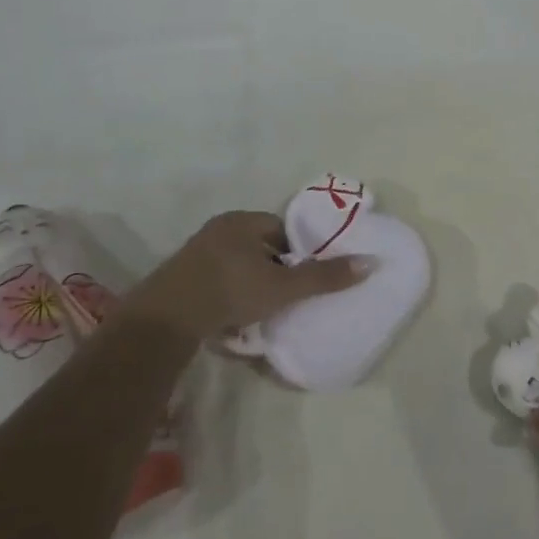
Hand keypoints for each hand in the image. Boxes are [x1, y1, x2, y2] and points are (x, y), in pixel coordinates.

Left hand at [115, 211, 370, 340]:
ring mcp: (197, 251)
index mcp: (243, 220)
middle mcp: (219, 228)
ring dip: (250, 284)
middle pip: (260, 248)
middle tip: (284, 297)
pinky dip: (229, 295)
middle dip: (273, 270)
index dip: (297, 253)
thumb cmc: (231, 291)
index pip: (282, 230)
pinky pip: (217, 280)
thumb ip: (324, 277)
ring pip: (238, 266)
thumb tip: (370, 263)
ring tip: (261, 311)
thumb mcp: (284, 286)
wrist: (167, 318)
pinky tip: (233, 317)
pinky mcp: (182, 275)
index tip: (301, 279)